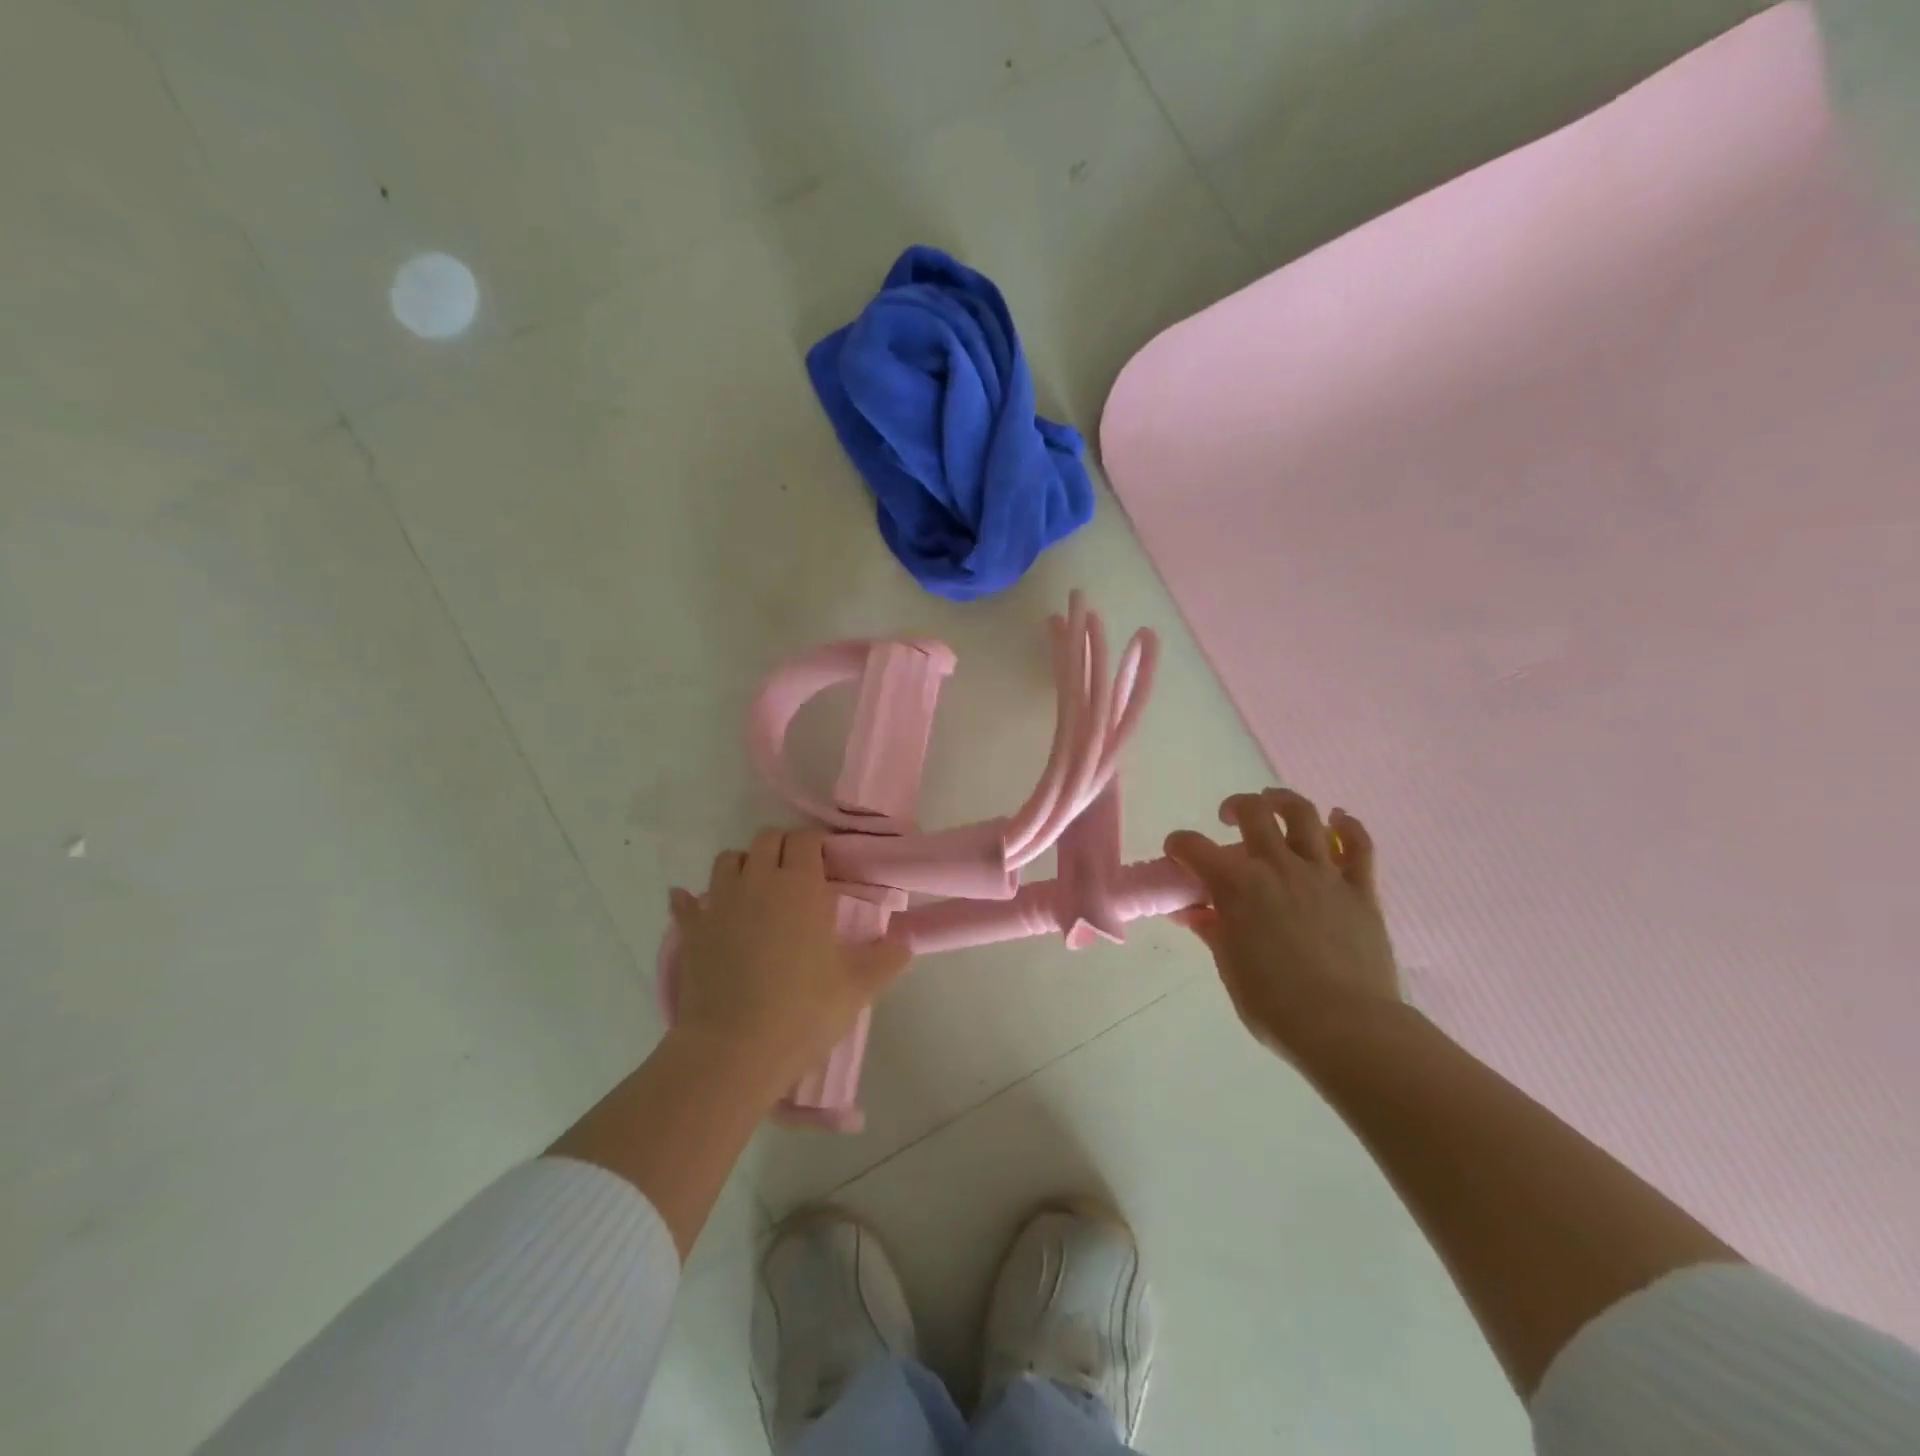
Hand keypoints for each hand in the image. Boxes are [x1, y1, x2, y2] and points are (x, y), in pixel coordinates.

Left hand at [668, 829, 911, 1096]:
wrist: (734, 1050)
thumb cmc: (802, 1011)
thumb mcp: (858, 987)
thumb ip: (887, 958)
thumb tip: (905, 941)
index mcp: (800, 886)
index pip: (805, 840)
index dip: (816, 845)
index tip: (826, 863)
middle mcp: (758, 881)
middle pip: (766, 839)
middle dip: (782, 848)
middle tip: (798, 876)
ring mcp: (720, 904)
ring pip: (728, 860)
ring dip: (744, 866)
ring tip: (757, 891)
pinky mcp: (692, 931)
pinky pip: (686, 902)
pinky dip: (692, 900)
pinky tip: (695, 905)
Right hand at [1165, 788, 1400, 1058]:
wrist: (1346, 1027)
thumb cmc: (1274, 1004)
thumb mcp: (1230, 967)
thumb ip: (1213, 930)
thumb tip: (1195, 912)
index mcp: (1237, 886)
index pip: (1193, 847)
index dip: (1178, 845)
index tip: (1177, 854)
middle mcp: (1277, 867)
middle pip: (1254, 813)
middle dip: (1236, 807)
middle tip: (1230, 818)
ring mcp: (1322, 874)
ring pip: (1305, 816)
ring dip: (1285, 802)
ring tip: (1276, 806)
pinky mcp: (1360, 890)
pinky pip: (1358, 845)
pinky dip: (1348, 826)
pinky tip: (1339, 820)